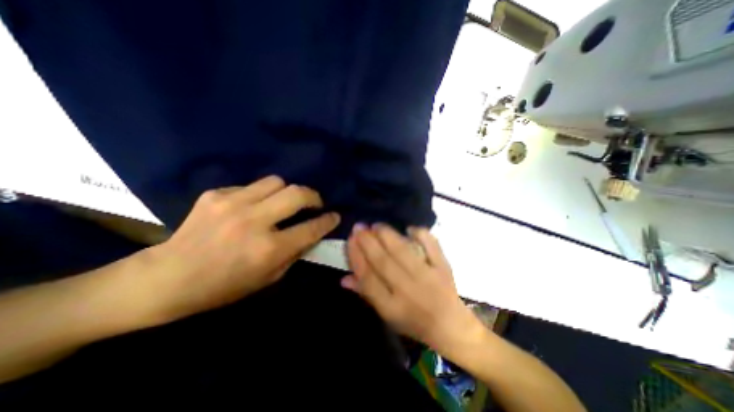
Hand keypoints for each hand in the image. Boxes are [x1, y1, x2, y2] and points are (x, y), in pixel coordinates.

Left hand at [147, 176, 341, 322]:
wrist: (168, 278)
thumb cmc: (224, 286)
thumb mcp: (269, 277)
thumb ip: (295, 253)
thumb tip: (312, 233)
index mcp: (268, 248)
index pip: (311, 228)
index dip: (328, 220)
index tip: (335, 216)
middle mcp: (254, 221)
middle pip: (297, 193)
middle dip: (314, 196)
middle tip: (315, 203)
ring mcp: (232, 204)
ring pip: (276, 181)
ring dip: (286, 191)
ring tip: (283, 202)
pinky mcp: (215, 195)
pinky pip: (251, 186)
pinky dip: (260, 195)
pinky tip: (252, 206)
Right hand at [344, 223, 484, 351]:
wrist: (450, 325)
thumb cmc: (413, 322)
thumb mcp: (387, 315)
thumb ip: (366, 294)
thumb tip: (344, 278)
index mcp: (391, 307)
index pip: (367, 278)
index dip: (356, 257)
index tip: (351, 240)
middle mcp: (407, 291)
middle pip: (383, 261)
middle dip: (367, 241)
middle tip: (359, 227)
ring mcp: (427, 277)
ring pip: (403, 251)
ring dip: (387, 235)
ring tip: (376, 225)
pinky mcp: (443, 268)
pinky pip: (431, 246)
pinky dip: (420, 234)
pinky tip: (409, 228)